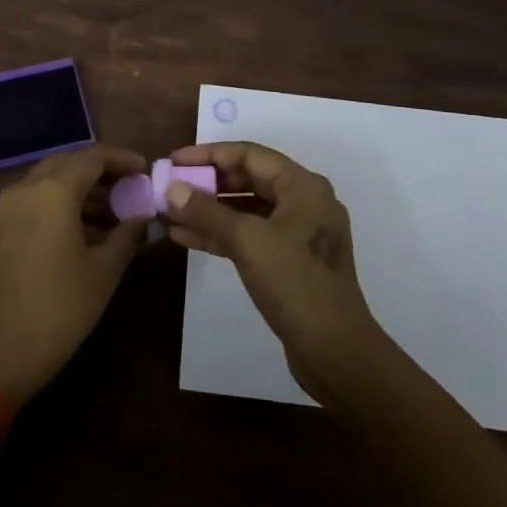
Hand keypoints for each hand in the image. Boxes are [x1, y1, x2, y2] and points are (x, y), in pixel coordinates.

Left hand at [0, 145, 149, 409]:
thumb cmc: (59, 309)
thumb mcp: (104, 272)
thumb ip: (127, 235)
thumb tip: (143, 218)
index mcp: (53, 191)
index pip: (93, 157)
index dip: (122, 160)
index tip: (145, 171)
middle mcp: (26, 189)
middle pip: (69, 164)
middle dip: (101, 172)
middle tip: (130, 189)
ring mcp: (8, 209)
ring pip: (50, 181)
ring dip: (82, 190)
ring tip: (114, 215)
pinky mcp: (0, 230)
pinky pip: (35, 200)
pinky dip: (61, 204)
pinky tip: (86, 231)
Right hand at [163, 141, 384, 404]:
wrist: (336, 353)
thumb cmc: (296, 284)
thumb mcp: (248, 241)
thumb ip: (207, 212)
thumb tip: (172, 188)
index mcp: (302, 186)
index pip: (249, 154)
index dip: (209, 154)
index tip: (175, 160)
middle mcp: (303, 201)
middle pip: (248, 178)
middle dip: (207, 183)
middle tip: (171, 186)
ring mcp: (298, 232)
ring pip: (247, 209)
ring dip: (210, 210)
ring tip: (171, 213)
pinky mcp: (290, 260)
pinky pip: (251, 234)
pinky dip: (221, 234)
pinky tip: (187, 237)